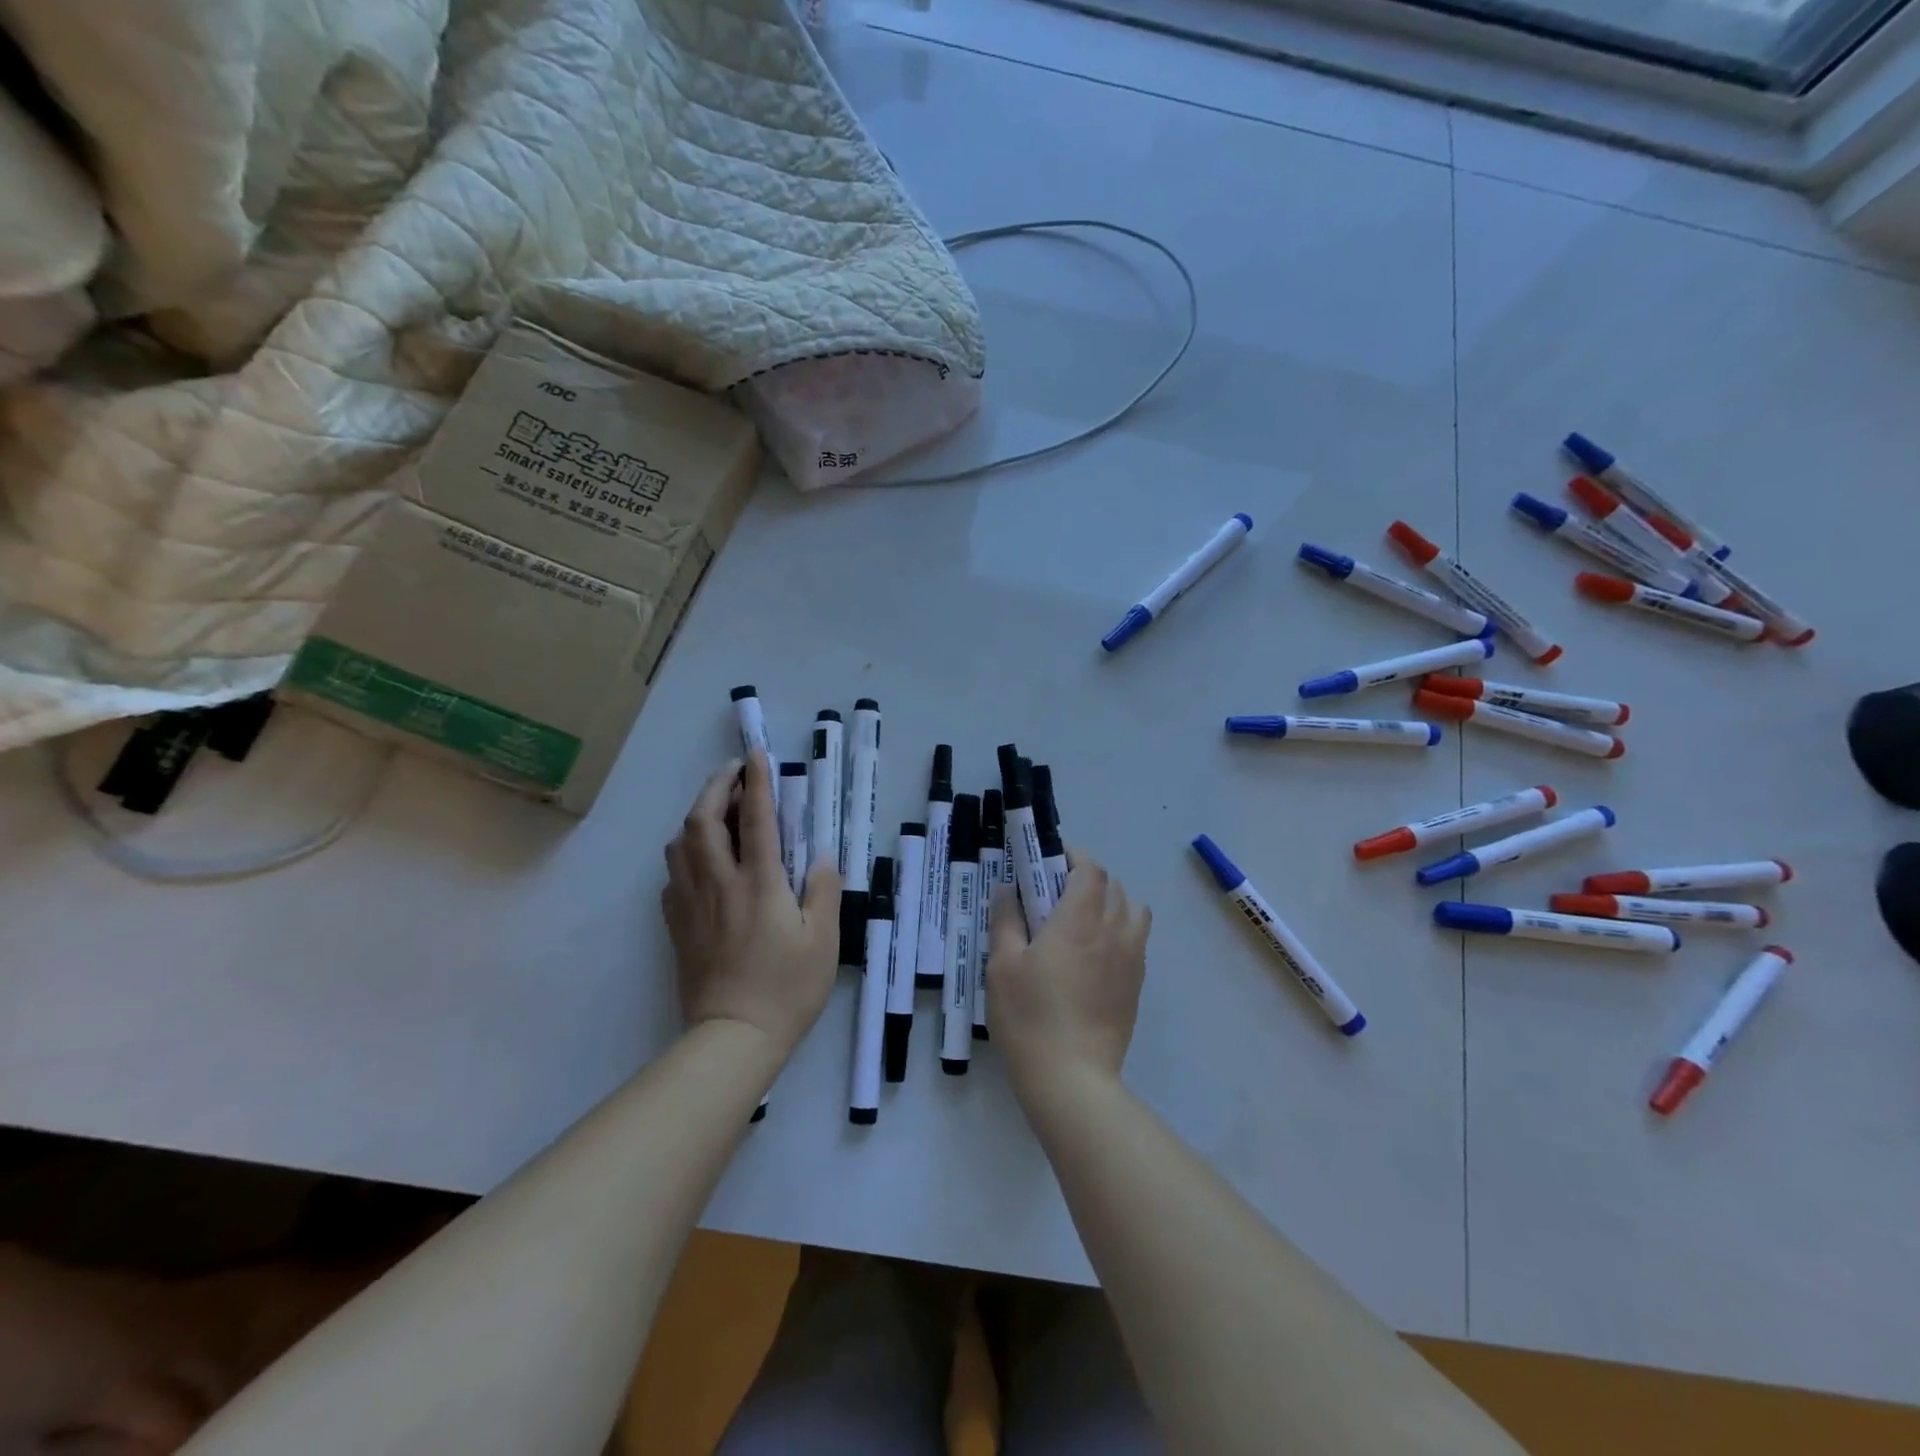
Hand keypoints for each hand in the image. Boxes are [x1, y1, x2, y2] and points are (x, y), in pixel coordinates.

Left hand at [662, 751, 840, 1056]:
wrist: (733, 1038)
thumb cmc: (787, 989)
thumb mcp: (824, 940)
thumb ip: (823, 891)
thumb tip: (818, 857)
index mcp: (760, 883)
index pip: (757, 819)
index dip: (757, 782)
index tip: (757, 755)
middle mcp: (720, 884)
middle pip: (703, 821)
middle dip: (715, 786)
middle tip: (732, 772)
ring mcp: (692, 904)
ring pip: (680, 844)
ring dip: (696, 816)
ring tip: (717, 811)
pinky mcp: (677, 926)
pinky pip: (672, 876)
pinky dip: (685, 853)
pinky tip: (701, 860)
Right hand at [986, 850, 1150, 1094]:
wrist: (1072, 1079)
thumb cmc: (1029, 1017)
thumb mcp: (1002, 966)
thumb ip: (1006, 920)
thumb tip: (1007, 889)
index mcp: (1079, 920)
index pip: (1090, 870)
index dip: (1072, 857)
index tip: (1049, 862)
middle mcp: (1113, 931)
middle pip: (1113, 885)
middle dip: (1087, 878)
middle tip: (1056, 893)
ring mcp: (1131, 958)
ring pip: (1133, 910)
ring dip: (1111, 902)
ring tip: (1083, 921)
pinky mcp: (1137, 985)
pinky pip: (1136, 939)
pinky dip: (1120, 930)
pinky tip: (1094, 954)